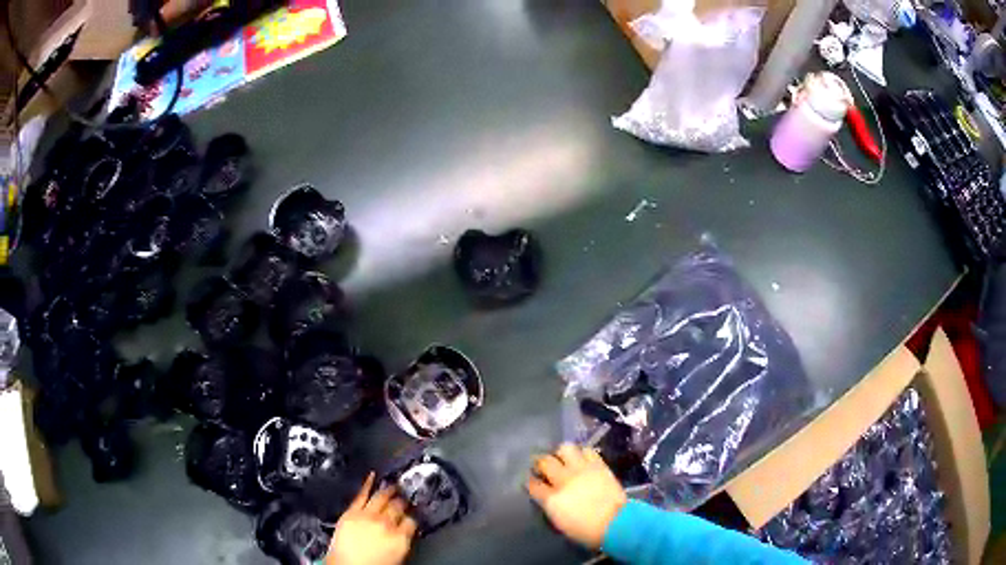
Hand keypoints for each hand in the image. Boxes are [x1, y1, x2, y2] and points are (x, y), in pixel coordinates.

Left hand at [326, 473, 417, 564]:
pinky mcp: (351, 512)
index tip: (411, 514)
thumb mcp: (396, 557)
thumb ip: (402, 540)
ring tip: (393, 485)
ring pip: (382, 497)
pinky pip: (361, 494)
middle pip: (398, 507)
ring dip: (389, 490)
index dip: (411, 517)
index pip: (411, 521)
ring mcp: (368, 516)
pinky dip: (368, 484)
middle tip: (404, 496)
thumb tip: (405, 532)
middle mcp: (386, 524)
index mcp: (400, 538)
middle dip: (402, 501)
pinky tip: (372, 476)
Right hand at [527, 443, 626, 548]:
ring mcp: (581, 470)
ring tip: (563, 459)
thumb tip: (548, 497)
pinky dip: (582, 453)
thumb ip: (551, 505)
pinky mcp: (598, 465)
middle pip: (545, 461)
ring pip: (564, 449)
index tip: (531, 480)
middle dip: (540, 462)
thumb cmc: (586, 530)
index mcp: (551, 499)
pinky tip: (582, 460)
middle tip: (542, 465)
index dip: (530, 481)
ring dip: (561, 453)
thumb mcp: (560, 522)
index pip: (533, 484)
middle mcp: (563, 480)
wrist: (615, 523)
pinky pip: (587, 451)